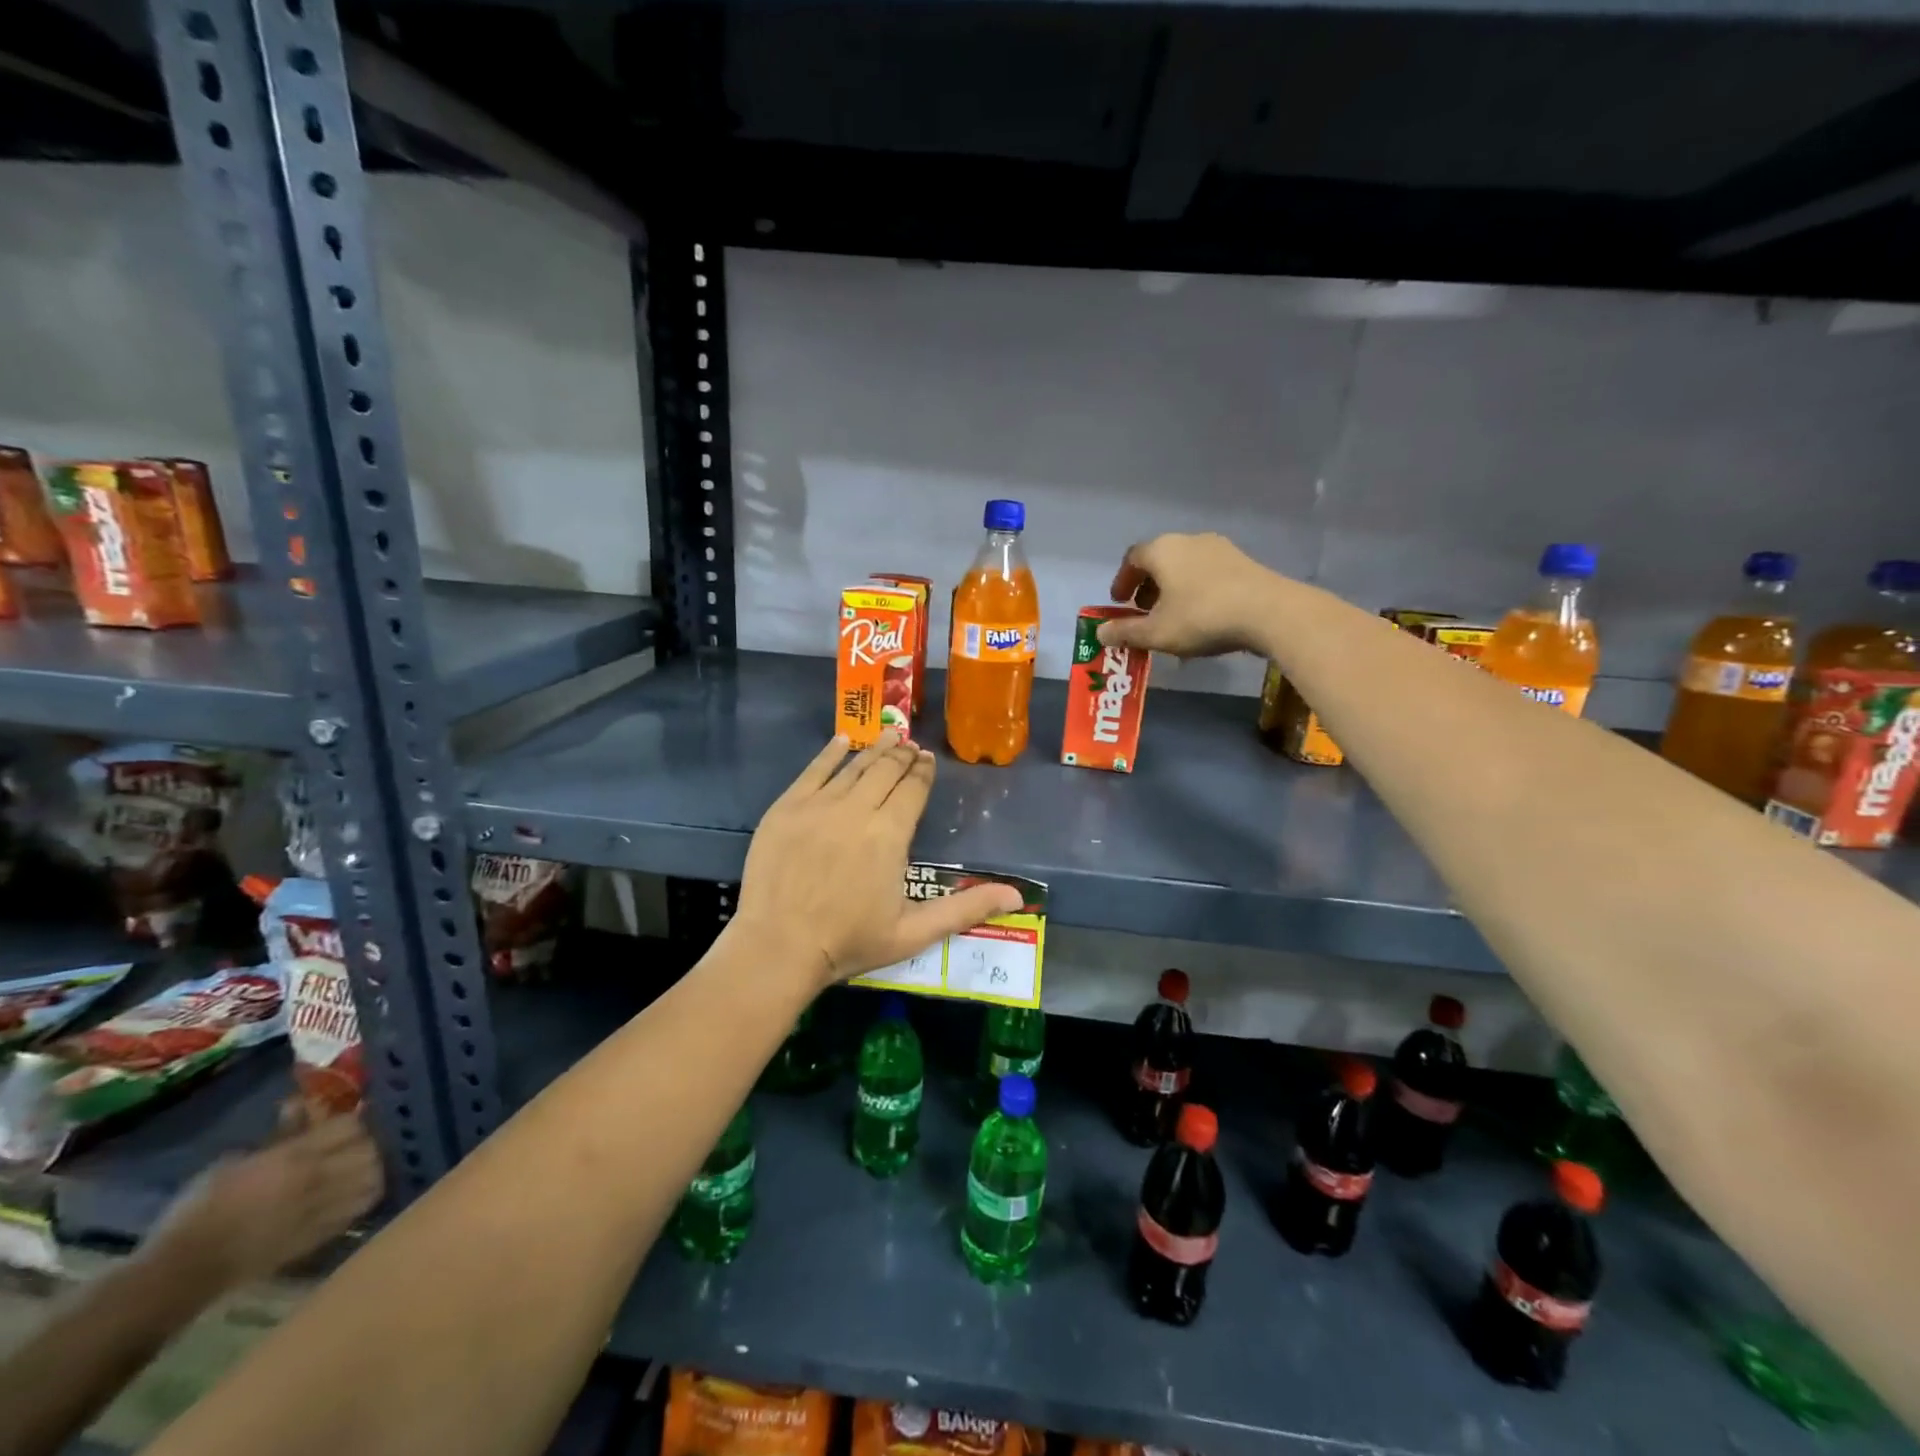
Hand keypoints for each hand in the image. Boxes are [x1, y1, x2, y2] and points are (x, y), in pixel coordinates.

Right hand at [147, 1105, 382, 1290]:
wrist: (181, 1273)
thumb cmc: (198, 1211)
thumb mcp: (234, 1162)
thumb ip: (278, 1134)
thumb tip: (301, 1105)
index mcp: (295, 1158)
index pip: (350, 1125)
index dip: (351, 1120)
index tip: (345, 1121)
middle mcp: (317, 1180)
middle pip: (370, 1149)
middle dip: (367, 1142)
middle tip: (356, 1144)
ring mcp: (321, 1209)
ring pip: (374, 1178)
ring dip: (372, 1169)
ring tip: (361, 1167)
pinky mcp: (319, 1236)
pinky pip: (359, 1209)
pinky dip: (364, 1196)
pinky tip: (354, 1193)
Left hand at [731, 732, 1023, 989]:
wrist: (778, 947)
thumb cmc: (849, 942)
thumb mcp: (914, 932)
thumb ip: (965, 908)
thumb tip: (1018, 894)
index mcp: (890, 835)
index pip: (912, 790)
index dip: (922, 772)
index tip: (927, 760)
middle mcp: (857, 810)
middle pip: (885, 772)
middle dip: (902, 756)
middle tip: (911, 745)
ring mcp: (818, 805)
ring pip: (853, 767)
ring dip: (874, 749)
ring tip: (889, 736)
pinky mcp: (786, 808)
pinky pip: (813, 771)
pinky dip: (830, 754)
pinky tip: (842, 741)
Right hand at [1098, 532, 1275, 657]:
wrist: (1269, 612)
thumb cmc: (1202, 618)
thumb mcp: (1157, 633)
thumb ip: (1126, 632)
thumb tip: (1101, 633)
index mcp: (1162, 551)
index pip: (1132, 558)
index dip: (1122, 581)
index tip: (1119, 603)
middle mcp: (1188, 540)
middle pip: (1159, 559)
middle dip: (1147, 586)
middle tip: (1144, 612)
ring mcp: (1219, 548)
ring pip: (1185, 566)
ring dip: (1172, 588)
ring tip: (1173, 616)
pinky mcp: (1243, 562)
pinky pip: (1207, 573)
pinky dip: (1196, 590)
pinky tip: (1202, 616)